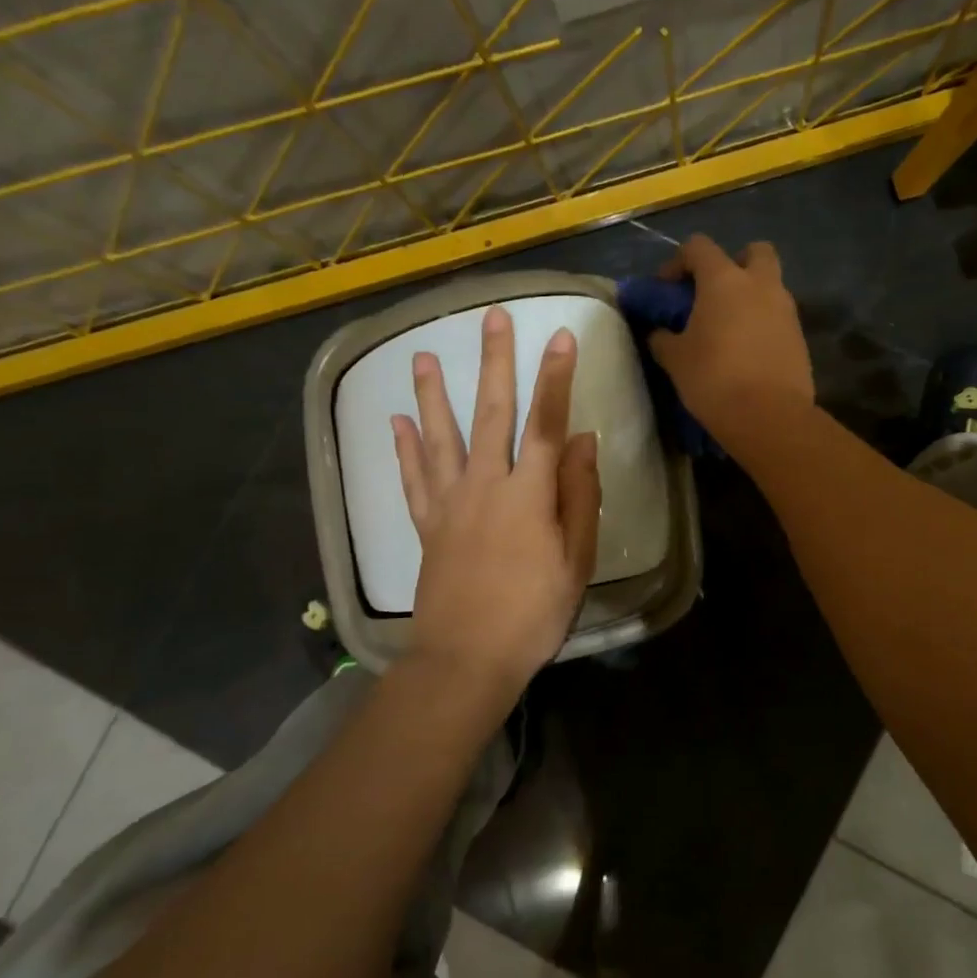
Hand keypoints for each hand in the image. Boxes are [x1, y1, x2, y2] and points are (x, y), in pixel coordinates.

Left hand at [391, 306, 601, 706]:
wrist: (467, 660)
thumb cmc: (534, 613)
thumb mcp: (576, 559)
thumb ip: (579, 496)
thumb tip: (581, 440)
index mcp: (528, 493)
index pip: (546, 421)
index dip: (555, 377)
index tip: (561, 337)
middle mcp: (484, 485)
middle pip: (490, 413)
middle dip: (494, 363)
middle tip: (491, 318)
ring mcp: (449, 504)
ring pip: (439, 437)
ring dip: (432, 395)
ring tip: (421, 357)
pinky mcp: (426, 526)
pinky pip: (412, 480)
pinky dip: (403, 449)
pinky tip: (396, 423)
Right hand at [648, 235, 814, 450]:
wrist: (769, 417)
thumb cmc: (714, 379)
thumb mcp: (675, 359)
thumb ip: (663, 339)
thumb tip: (658, 333)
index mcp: (725, 280)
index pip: (699, 247)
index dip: (678, 262)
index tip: (667, 288)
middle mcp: (761, 285)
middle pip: (755, 251)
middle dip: (735, 262)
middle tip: (715, 292)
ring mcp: (786, 310)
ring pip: (771, 285)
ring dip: (751, 296)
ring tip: (729, 328)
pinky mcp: (800, 338)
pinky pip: (779, 318)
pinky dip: (764, 324)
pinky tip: (747, 352)